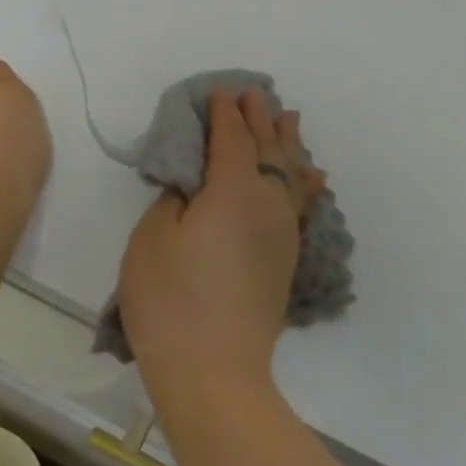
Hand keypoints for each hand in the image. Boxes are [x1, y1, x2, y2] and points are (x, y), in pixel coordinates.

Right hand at [116, 87, 326, 396]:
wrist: (214, 372)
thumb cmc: (170, 301)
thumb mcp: (152, 238)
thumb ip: (174, 199)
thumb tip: (193, 186)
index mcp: (233, 188)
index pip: (232, 137)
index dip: (225, 112)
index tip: (221, 92)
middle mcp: (268, 201)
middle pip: (267, 148)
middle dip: (259, 118)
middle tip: (255, 94)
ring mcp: (284, 231)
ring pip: (291, 173)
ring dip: (288, 143)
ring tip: (291, 119)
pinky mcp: (288, 258)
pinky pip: (301, 205)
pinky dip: (305, 184)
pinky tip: (312, 177)